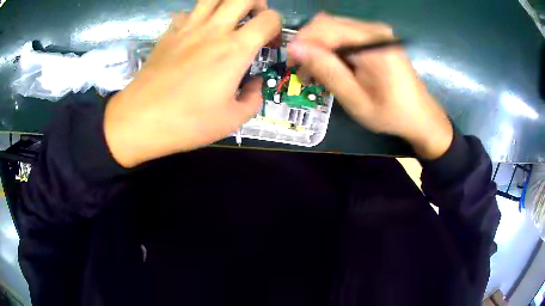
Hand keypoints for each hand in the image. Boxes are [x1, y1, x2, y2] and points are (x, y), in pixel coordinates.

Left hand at [104, 0, 281, 166]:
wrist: (140, 119)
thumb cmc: (187, 122)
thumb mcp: (232, 120)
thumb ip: (253, 99)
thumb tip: (254, 83)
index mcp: (235, 50)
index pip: (269, 19)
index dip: (277, 27)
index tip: (270, 43)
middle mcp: (214, 30)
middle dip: (257, 4)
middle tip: (254, 21)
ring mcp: (188, 28)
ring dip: (229, 3)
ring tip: (229, 18)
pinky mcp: (169, 33)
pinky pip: (189, 12)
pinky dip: (199, 16)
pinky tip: (197, 31)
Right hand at [287, 13, 452, 159]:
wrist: (420, 116)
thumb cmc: (390, 113)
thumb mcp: (356, 99)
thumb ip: (327, 71)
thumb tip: (295, 48)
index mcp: (373, 43)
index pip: (325, 27)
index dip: (303, 42)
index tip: (293, 65)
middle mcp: (374, 29)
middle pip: (328, 24)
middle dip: (310, 45)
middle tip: (305, 73)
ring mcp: (377, 31)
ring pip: (334, 28)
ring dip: (320, 48)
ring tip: (319, 73)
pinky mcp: (376, 37)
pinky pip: (345, 34)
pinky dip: (333, 49)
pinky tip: (335, 66)